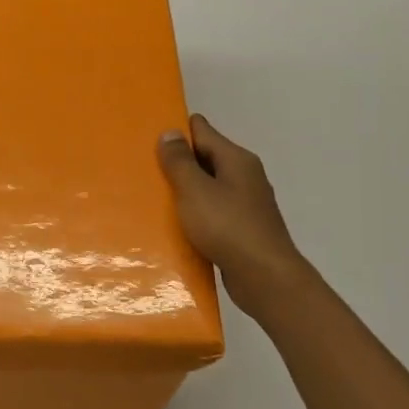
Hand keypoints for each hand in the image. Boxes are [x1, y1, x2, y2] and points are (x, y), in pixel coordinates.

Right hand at [157, 114, 306, 317]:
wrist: (265, 278)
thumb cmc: (227, 227)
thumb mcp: (195, 190)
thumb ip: (180, 162)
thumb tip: (171, 132)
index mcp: (236, 159)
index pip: (202, 130)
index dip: (176, 130)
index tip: (147, 137)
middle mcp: (244, 176)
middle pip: (205, 158)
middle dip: (177, 162)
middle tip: (143, 169)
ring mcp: (245, 203)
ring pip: (208, 187)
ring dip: (184, 191)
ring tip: (152, 197)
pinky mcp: (242, 228)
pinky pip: (212, 212)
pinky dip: (194, 214)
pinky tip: (175, 225)